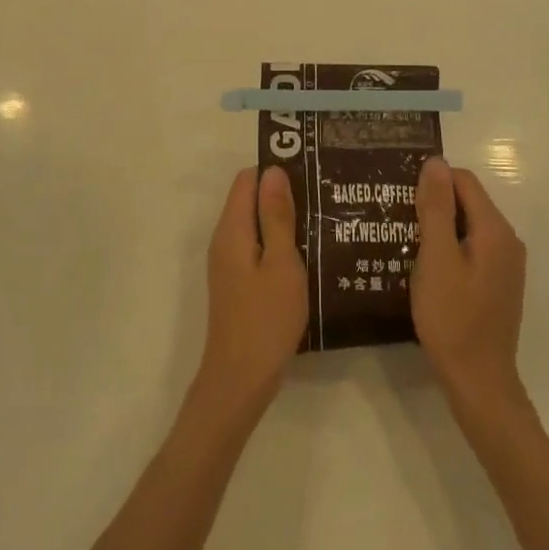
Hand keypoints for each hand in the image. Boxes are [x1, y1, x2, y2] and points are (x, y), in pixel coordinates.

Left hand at [197, 166, 307, 411]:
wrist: (241, 379)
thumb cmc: (266, 318)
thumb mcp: (281, 263)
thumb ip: (277, 216)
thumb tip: (273, 170)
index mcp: (232, 229)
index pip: (247, 180)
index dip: (276, 172)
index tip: (310, 175)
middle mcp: (225, 240)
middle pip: (250, 200)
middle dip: (283, 195)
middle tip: (324, 199)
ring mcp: (229, 263)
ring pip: (256, 225)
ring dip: (284, 221)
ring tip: (322, 223)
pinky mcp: (237, 282)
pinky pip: (257, 248)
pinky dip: (278, 244)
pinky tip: (308, 255)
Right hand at [412, 159, 528, 412]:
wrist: (478, 382)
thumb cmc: (452, 318)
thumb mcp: (436, 258)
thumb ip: (437, 208)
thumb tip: (436, 162)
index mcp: (495, 230)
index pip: (464, 181)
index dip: (432, 181)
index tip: (400, 194)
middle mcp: (507, 240)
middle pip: (468, 201)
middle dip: (434, 202)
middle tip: (396, 215)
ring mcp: (505, 264)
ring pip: (468, 226)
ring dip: (439, 226)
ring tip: (403, 237)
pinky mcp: (497, 283)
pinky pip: (472, 248)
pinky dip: (449, 246)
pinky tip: (424, 264)